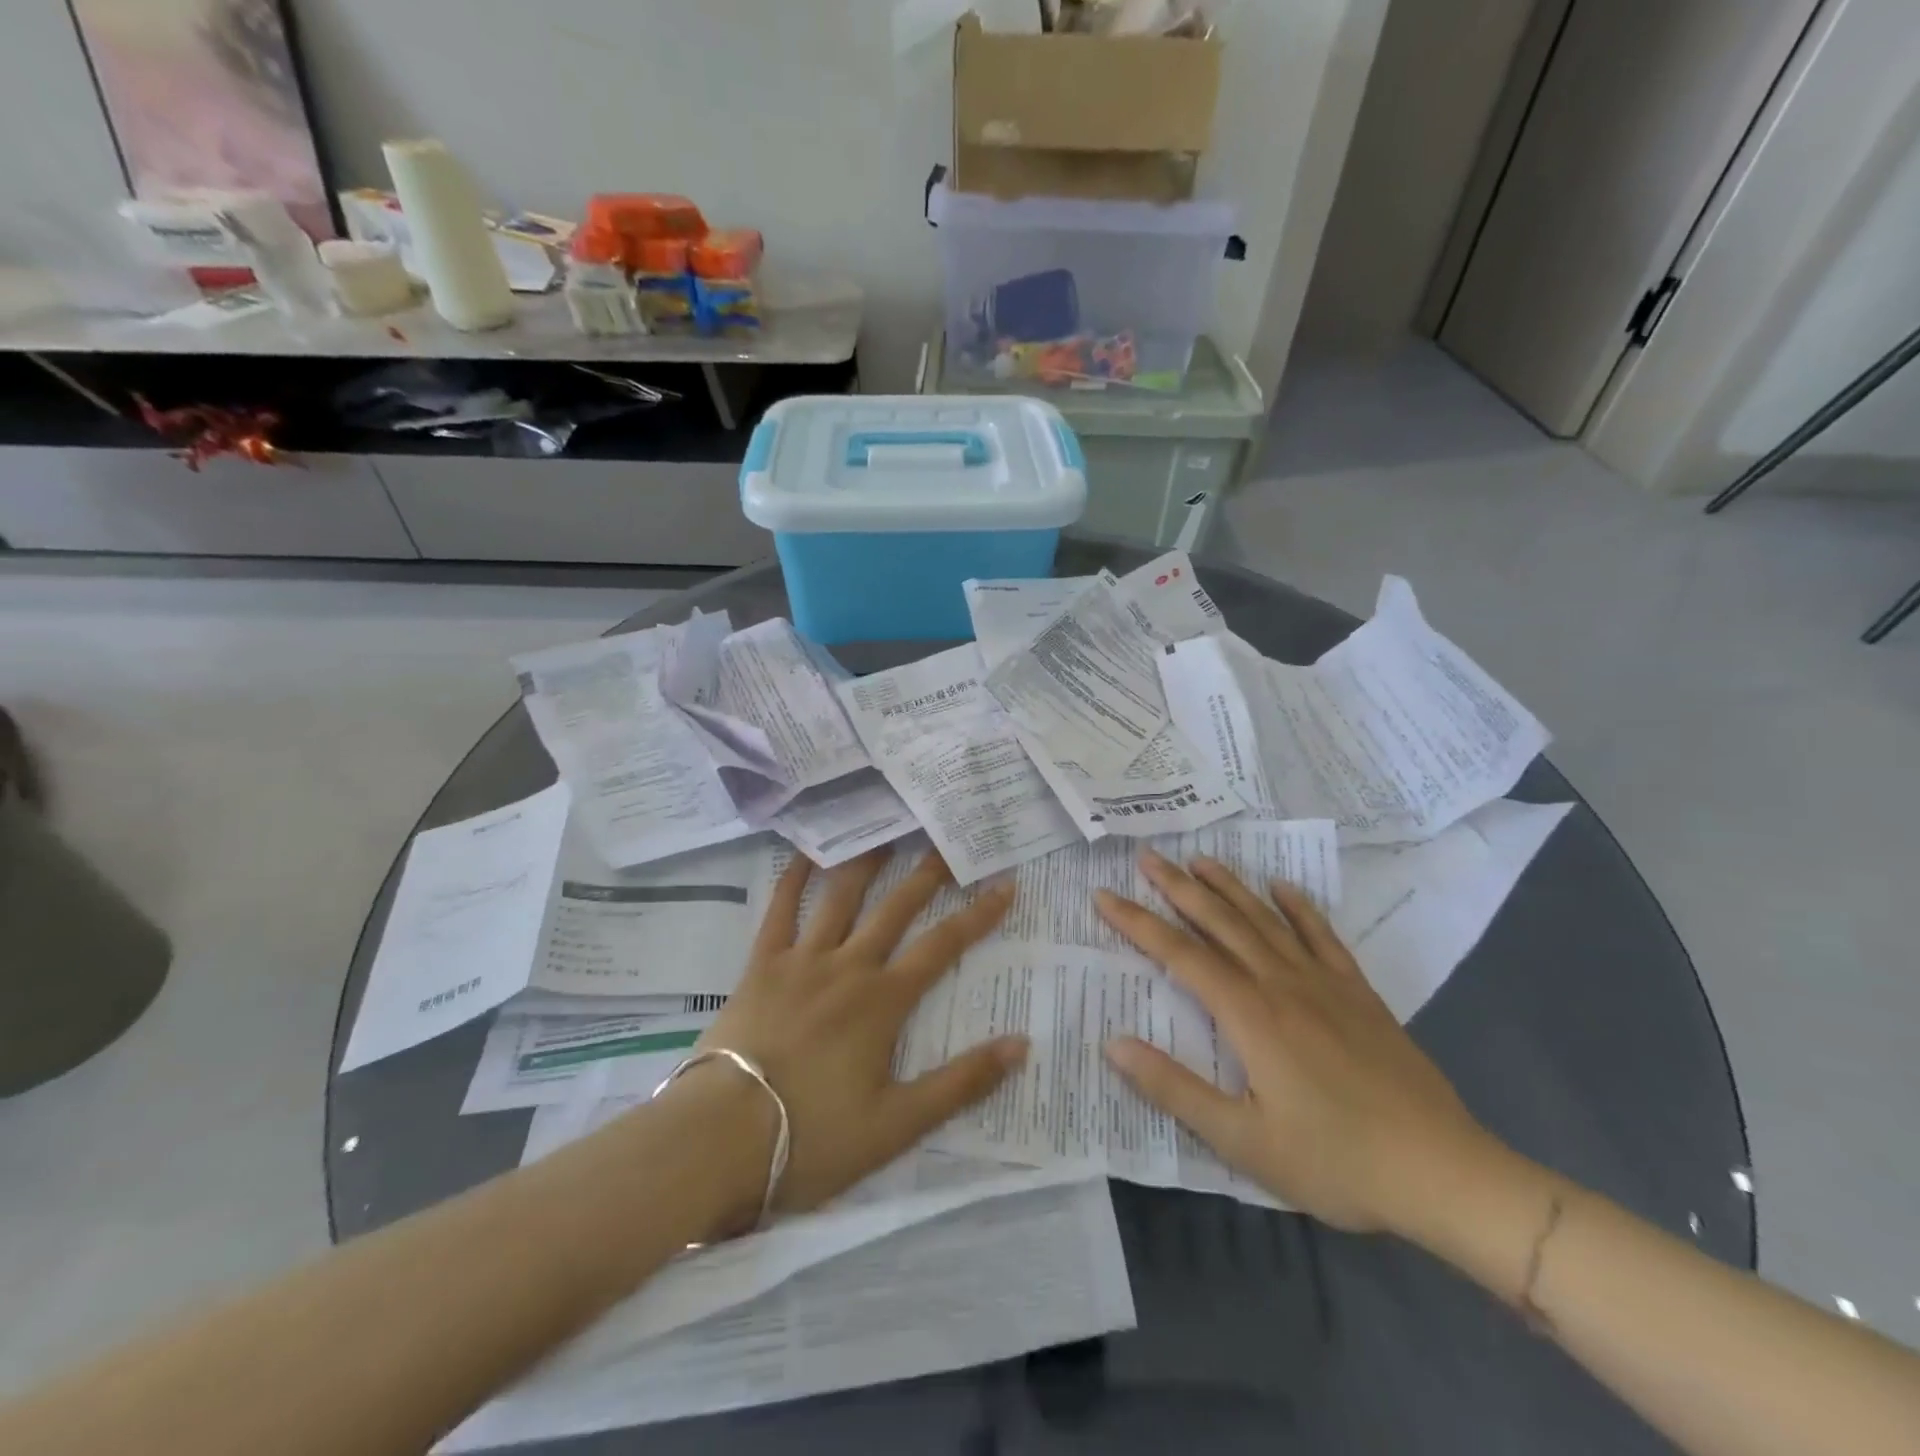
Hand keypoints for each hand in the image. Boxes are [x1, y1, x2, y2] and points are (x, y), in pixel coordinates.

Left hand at [686, 847, 1026, 1230]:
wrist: (722, 1139)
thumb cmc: (813, 1137)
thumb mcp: (898, 1125)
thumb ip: (961, 1083)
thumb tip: (1021, 1044)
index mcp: (884, 1000)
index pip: (943, 946)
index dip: (978, 915)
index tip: (1005, 885)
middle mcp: (849, 965)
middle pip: (896, 907)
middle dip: (927, 874)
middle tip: (948, 841)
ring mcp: (802, 959)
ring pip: (841, 896)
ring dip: (866, 861)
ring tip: (886, 830)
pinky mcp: (762, 964)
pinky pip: (780, 909)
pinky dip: (794, 877)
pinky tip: (806, 850)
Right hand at [1094, 851, 1491, 1234]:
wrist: (1443, 1172)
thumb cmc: (1335, 1161)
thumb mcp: (1242, 1141)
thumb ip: (1174, 1089)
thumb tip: (1114, 1044)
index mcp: (1249, 1015)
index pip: (1179, 954)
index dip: (1137, 922)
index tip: (1104, 895)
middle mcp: (1281, 983)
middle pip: (1220, 922)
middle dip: (1178, 887)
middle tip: (1146, 856)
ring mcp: (1324, 983)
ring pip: (1265, 920)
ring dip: (1229, 886)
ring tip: (1198, 859)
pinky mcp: (1359, 993)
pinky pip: (1322, 937)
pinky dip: (1300, 908)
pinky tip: (1283, 887)